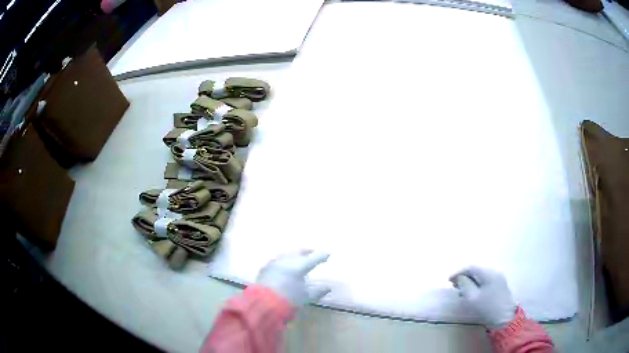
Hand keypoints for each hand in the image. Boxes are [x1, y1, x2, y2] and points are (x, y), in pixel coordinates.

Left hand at [256, 250, 330, 306]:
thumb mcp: (307, 297)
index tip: (328, 254)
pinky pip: (277, 260)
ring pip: (287, 253)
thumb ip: (318, 291)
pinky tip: (283, 265)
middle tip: (312, 251)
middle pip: (299, 251)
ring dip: (294, 254)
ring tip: (298, 257)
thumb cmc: (289, 300)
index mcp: (300, 266)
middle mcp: (287, 260)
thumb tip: (327, 287)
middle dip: (307, 251)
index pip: (314, 257)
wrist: (265, 303)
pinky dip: (283, 260)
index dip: (322, 255)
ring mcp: (275, 262)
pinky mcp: (265, 267)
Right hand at [450, 266, 516, 329]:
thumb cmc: (487, 307)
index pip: (471, 267)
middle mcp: (495, 272)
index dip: (458, 272)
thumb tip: (460, 278)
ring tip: (461, 290)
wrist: (505, 317)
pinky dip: (477, 284)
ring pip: (481, 276)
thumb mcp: (472, 297)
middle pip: (477, 270)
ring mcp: (499, 278)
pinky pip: (486, 280)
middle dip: (464, 276)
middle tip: (454, 285)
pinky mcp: (500, 285)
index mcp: (488, 273)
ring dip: (471, 281)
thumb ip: (465, 285)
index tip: (448, 280)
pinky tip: (473, 292)